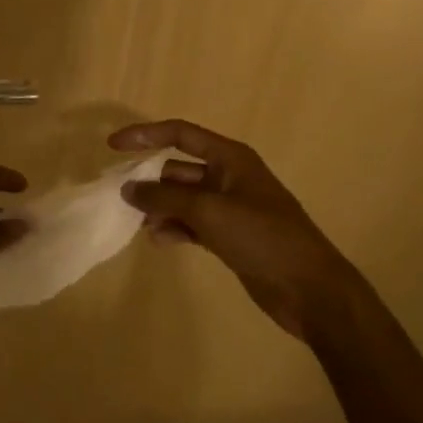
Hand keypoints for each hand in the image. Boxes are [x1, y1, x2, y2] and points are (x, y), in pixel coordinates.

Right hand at [109, 119, 359, 339]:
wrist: (309, 288)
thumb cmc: (262, 237)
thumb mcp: (209, 211)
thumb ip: (165, 197)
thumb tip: (129, 189)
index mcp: (230, 158)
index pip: (179, 134)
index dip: (145, 135)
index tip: (113, 146)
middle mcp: (229, 177)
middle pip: (178, 168)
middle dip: (150, 180)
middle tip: (121, 197)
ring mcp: (230, 207)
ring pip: (183, 198)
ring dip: (160, 207)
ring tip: (140, 224)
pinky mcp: (230, 236)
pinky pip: (192, 223)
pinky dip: (175, 228)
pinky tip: (160, 241)